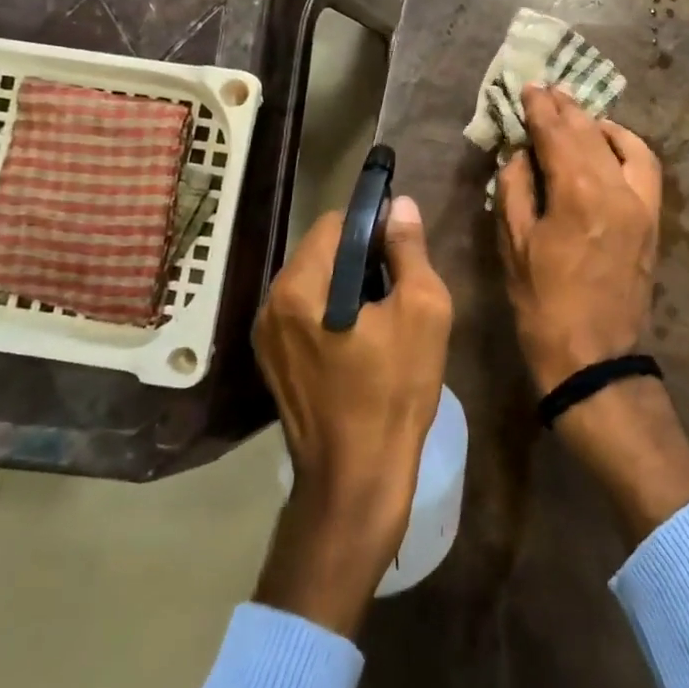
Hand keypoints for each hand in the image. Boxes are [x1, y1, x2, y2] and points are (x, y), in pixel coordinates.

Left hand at [251, 197, 452, 637]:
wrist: (356, 481)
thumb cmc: (394, 391)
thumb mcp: (422, 310)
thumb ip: (408, 250)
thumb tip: (400, 206)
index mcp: (300, 287)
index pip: (334, 223)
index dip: (373, 223)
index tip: (403, 245)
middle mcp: (271, 304)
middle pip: (321, 251)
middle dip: (361, 255)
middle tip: (400, 282)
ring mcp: (267, 337)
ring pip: (313, 282)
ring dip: (348, 283)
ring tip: (385, 312)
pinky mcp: (273, 363)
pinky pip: (305, 314)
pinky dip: (333, 310)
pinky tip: (362, 340)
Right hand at [496, 84, 662, 393]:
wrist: (594, 357)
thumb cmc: (542, 303)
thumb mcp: (514, 245)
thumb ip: (515, 188)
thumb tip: (522, 153)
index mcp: (577, 193)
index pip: (556, 133)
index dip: (540, 108)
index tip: (528, 88)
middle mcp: (616, 187)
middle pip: (588, 131)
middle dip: (565, 107)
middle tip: (547, 90)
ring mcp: (641, 202)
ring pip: (621, 143)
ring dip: (596, 122)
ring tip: (576, 112)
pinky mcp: (652, 218)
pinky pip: (645, 166)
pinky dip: (626, 145)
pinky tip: (609, 142)